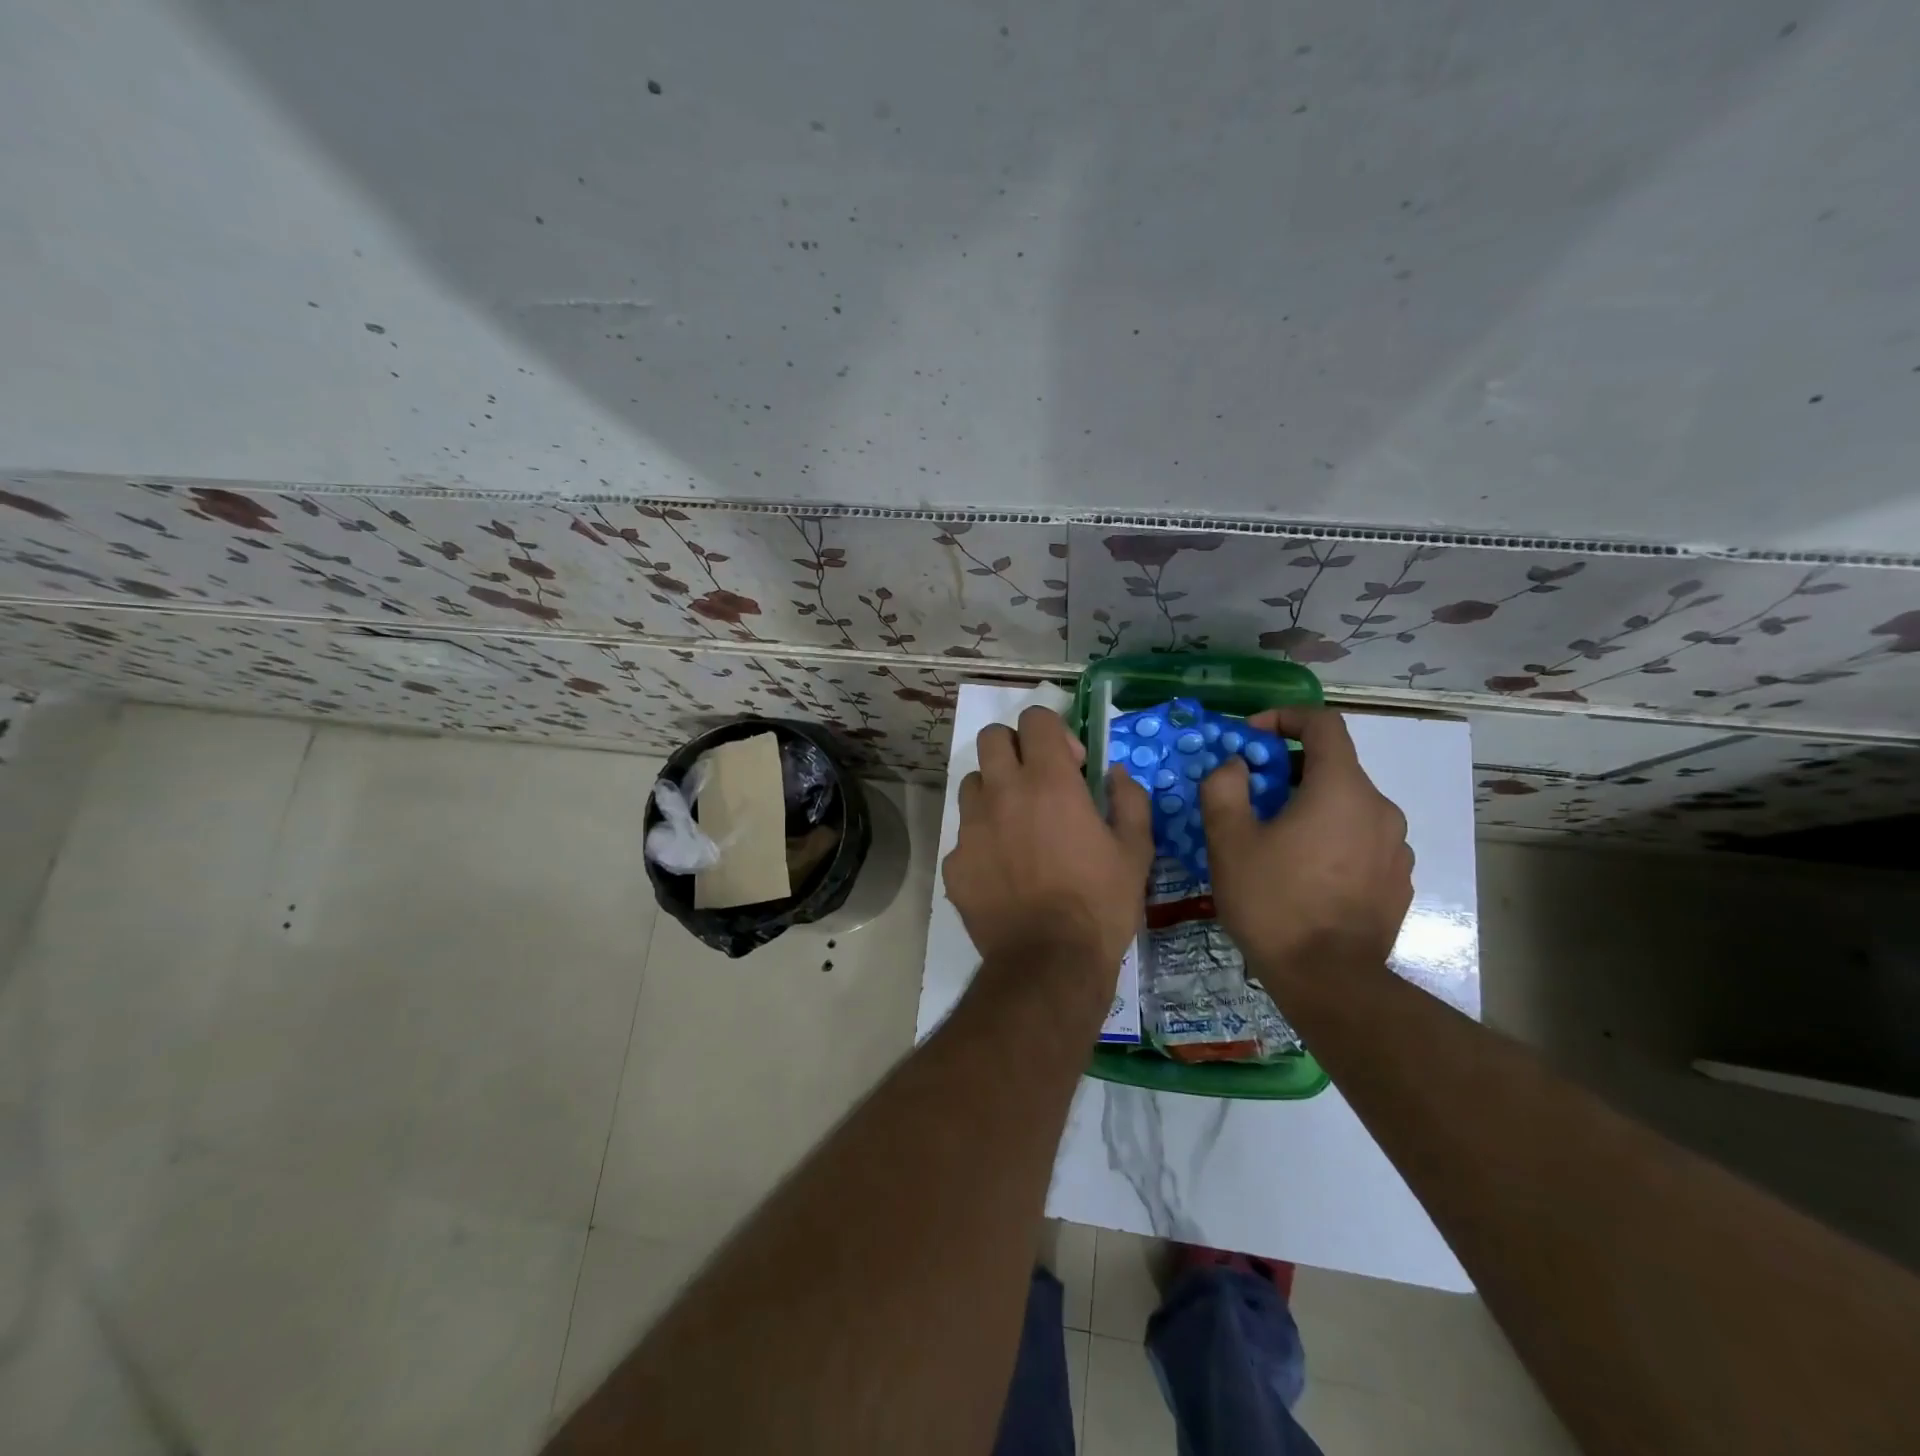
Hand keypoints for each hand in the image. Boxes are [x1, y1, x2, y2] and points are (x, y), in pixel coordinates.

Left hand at [943, 705, 1154, 972]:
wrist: (1049, 963)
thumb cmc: (1100, 904)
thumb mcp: (1135, 851)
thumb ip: (1129, 800)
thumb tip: (1115, 772)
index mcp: (1049, 782)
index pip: (1035, 719)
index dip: (1054, 733)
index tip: (1072, 765)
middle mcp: (1003, 793)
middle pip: (992, 738)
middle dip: (1015, 748)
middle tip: (1037, 782)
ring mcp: (971, 827)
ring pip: (973, 783)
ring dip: (994, 792)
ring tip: (1016, 826)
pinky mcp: (954, 862)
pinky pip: (964, 835)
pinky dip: (981, 841)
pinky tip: (1002, 872)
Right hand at [1199, 707, 1411, 985]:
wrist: (1329, 981)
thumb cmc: (1273, 902)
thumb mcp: (1228, 840)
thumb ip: (1224, 787)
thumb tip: (1236, 765)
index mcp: (1341, 789)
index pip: (1323, 724)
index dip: (1285, 718)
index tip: (1252, 737)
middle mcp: (1379, 808)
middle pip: (1335, 766)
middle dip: (1289, 769)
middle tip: (1252, 796)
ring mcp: (1396, 847)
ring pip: (1348, 805)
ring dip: (1311, 806)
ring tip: (1275, 839)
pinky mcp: (1398, 880)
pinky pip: (1361, 839)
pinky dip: (1332, 838)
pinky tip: (1304, 873)